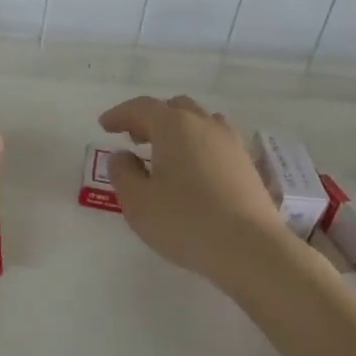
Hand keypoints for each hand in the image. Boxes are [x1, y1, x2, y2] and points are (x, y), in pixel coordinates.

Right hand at [98, 95, 293, 283]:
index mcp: (174, 126)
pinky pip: (215, 142)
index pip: (142, 108)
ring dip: (178, 130)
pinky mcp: (247, 164)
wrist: (250, 248)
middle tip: (134, 138)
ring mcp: (230, 143)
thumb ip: (123, 173)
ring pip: (199, 122)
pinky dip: (198, 146)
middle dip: (151, 119)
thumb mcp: (138, 201)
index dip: (120, 114)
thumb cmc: (185, 221)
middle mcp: (204, 125)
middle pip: (174, 108)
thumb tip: (123, 156)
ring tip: (165, 153)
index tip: (105, 125)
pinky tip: (193, 171)